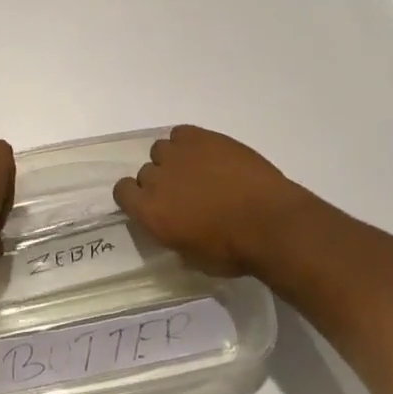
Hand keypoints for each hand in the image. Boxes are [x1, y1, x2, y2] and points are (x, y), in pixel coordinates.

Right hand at [113, 126, 315, 276]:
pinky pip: (181, 134)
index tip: (152, 205)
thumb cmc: (233, 251)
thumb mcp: (194, 259)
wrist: (270, 223)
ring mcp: (178, 154)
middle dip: (160, 182)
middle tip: (184, 195)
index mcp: (150, 211)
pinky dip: (189, 143)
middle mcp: (156, 178)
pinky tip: (207, 156)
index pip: (122, 192)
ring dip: (174, 161)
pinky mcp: (201, 137)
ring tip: (198, 173)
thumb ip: (174, 239)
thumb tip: (175, 230)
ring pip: (161, 150)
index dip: (135, 198)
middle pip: (145, 172)